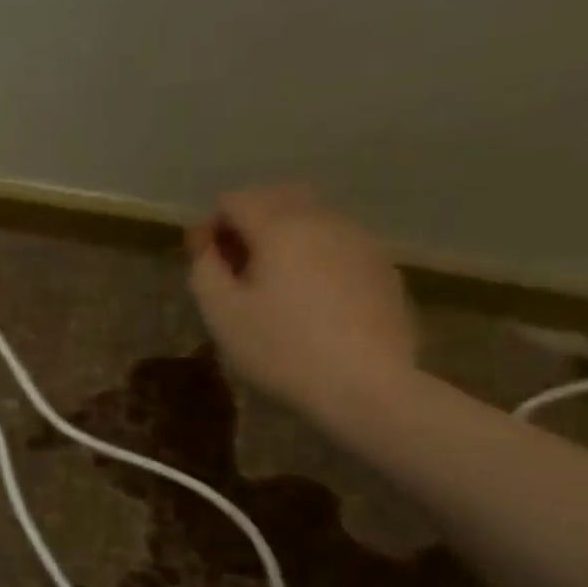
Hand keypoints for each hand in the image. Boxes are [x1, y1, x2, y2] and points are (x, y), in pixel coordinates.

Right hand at [186, 184, 416, 415]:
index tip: (203, 262)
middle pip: (276, 200)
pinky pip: (337, 247)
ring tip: (271, 285)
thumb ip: (204, 268)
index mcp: (280, 226)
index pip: (234, 200)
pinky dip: (314, 258)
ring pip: (311, 221)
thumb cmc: (282, 349)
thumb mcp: (221, 313)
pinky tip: (310, 300)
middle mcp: (323, 221)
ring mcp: (360, 242)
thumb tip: (208, 245)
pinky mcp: (383, 269)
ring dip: (283, 240)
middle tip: (234, 269)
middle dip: (248, 225)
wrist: (368, 386)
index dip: (210, 226)